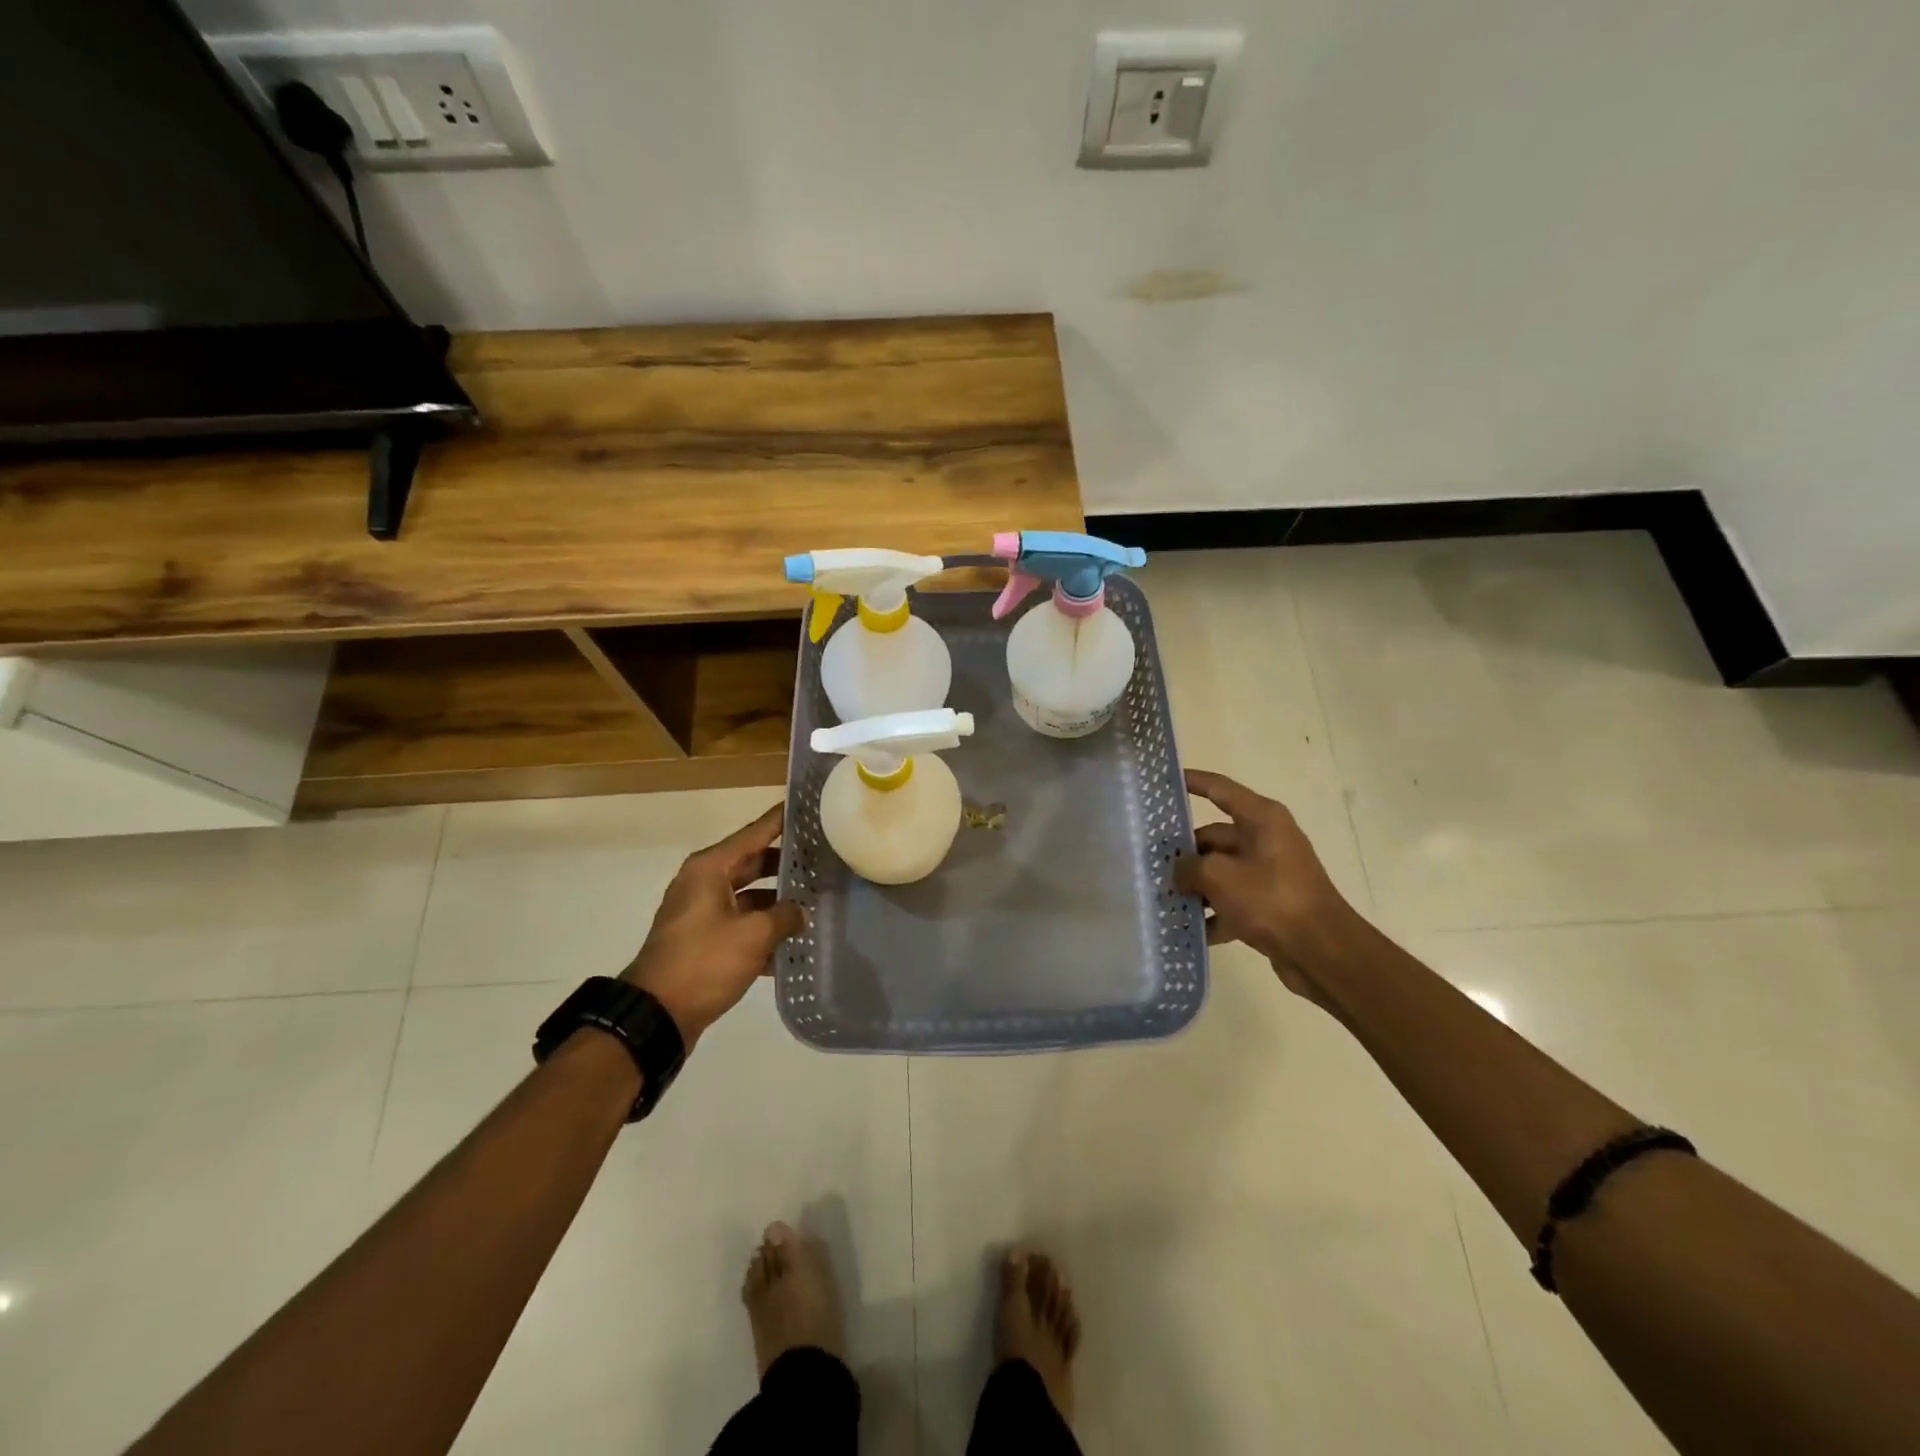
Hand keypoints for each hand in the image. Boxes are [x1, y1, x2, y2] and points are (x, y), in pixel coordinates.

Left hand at [621, 803, 805, 1047]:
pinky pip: (740, 923)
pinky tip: (793, 942)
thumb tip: (800, 910)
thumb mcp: (754, 935)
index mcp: (710, 868)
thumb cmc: (705, 962)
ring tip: (817, 902)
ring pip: (749, 895)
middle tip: (824, 860)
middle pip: (753, 862)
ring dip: (778, 901)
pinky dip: (763, 929)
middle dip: (786, 864)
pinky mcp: (703, 940)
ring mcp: (702, 912)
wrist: (656, 1015)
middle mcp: (704, 882)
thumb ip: (785, 915)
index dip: (782, 820)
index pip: (755, 832)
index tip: (810, 808)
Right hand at [1173, 769, 1358, 1003]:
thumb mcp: (1219, 877)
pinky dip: (1212, 913)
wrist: (1322, 953)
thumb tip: (1178, 871)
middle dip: (1184, 852)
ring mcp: (1269, 873)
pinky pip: (1232, 901)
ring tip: (1161, 898)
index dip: (1192, 781)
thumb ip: (1189, 867)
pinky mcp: (1270, 904)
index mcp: (1261, 819)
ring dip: (1194, 885)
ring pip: (1220, 871)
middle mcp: (1267, 839)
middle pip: (1214, 836)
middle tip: (1149, 863)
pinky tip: (1187, 930)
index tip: (1164, 780)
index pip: (1219, 789)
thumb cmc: (1271, 899)